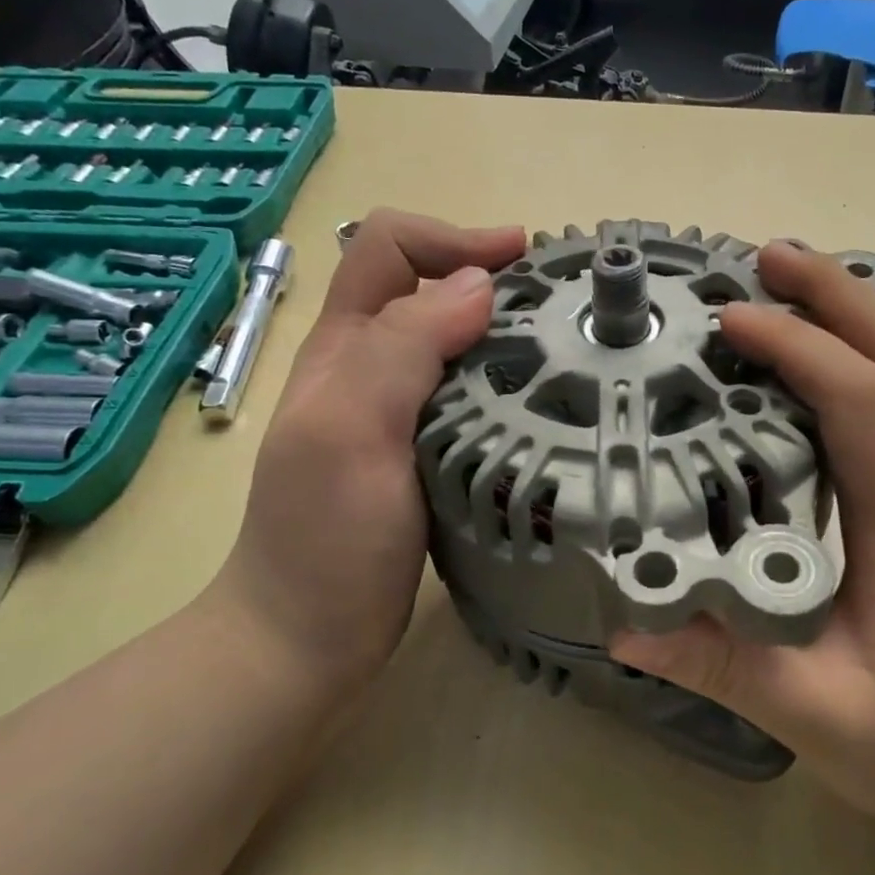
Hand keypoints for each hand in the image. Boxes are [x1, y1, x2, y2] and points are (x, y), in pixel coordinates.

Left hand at [209, 210, 525, 696]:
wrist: (308, 637)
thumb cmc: (323, 537)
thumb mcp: (351, 432)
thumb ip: (405, 350)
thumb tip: (478, 283)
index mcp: (346, 347)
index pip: (390, 248)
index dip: (453, 237)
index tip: (526, 260)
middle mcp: (371, 368)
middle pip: (428, 288)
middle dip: (490, 277)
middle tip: (562, 304)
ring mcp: (399, 414)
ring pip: (454, 343)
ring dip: (505, 331)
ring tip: (567, 349)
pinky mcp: (427, 454)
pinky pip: (470, 396)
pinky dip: (507, 383)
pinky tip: (544, 407)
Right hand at [613, 243, 874, 852]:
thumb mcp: (820, 719)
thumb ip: (723, 667)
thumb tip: (625, 620)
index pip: (862, 407)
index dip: (798, 349)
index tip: (730, 321)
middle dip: (838, 294)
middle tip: (766, 256)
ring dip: (857, 314)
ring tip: (789, 283)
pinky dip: (869, 353)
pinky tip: (826, 352)